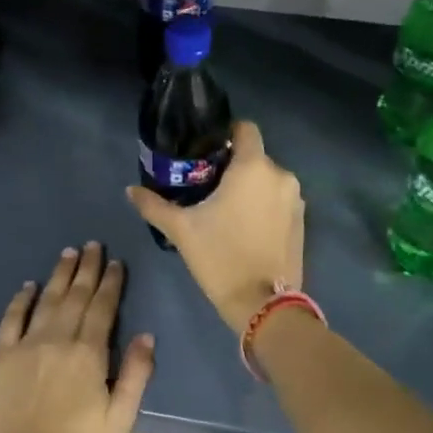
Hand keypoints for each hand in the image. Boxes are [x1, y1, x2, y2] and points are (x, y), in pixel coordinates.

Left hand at [0, 242, 154, 432]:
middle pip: (76, 295)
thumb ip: (135, 375)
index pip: (103, 307)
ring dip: (60, 275)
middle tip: (94, 245)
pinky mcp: (2, 355)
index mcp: (89, 352)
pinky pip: (12, 318)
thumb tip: (146, 336)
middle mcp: (59, 338)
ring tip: (69, 253)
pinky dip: (21, 299)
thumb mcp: (119, 418)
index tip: (117, 262)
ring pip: (47, 299)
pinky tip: (29, 285)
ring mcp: (27, 344)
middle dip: (88, 268)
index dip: (111, 282)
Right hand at [127, 121, 303, 333]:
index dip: (226, 134)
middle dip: (233, 167)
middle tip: (206, 186)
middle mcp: (281, 176)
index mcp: (254, 167)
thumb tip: (130, 190)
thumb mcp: (181, 230)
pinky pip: (278, 201)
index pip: (245, 129)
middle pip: (254, 157)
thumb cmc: (220, 257)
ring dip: (249, 188)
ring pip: (267, 181)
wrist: (263, 304)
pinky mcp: (301, 222)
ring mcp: (295, 200)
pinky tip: (244, 227)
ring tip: (224, 209)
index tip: (205, 152)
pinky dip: (263, 206)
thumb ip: (154, 205)